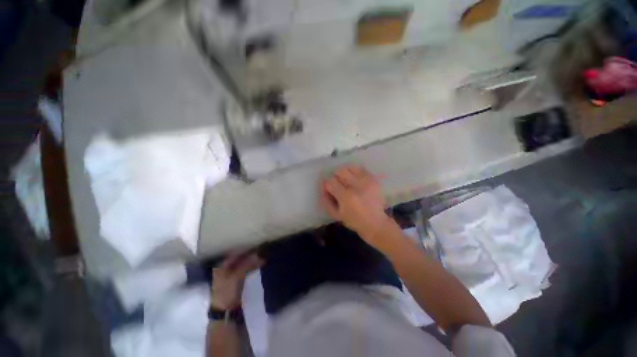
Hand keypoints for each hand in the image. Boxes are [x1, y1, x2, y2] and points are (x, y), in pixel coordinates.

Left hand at [210, 251, 262, 309]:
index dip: (246, 249)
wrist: (226, 312)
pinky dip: (252, 266)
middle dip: (250, 254)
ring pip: (243, 263)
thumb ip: (248, 264)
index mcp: (221, 266)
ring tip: (262, 257)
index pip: (235, 253)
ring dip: (252, 260)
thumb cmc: (228, 291)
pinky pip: (245, 269)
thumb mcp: (237, 276)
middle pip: (239, 258)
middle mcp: (225, 268)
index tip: (257, 246)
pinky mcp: (236, 281)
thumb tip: (259, 254)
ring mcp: (230, 275)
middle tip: (262, 251)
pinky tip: (259, 264)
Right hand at [321, 165, 392, 247]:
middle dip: (336, 177)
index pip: (330, 181)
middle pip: (340, 171)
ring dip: (345, 172)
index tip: (329, 189)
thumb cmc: (354, 221)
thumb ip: (326, 199)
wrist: (376, 223)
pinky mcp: (374, 179)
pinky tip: (355, 179)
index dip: (327, 184)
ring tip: (347, 180)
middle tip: (338, 185)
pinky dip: (355, 172)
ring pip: (350, 167)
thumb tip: (322, 185)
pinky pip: (361, 168)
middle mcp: (357, 186)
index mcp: (346, 197)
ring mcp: (367, 181)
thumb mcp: (335, 214)